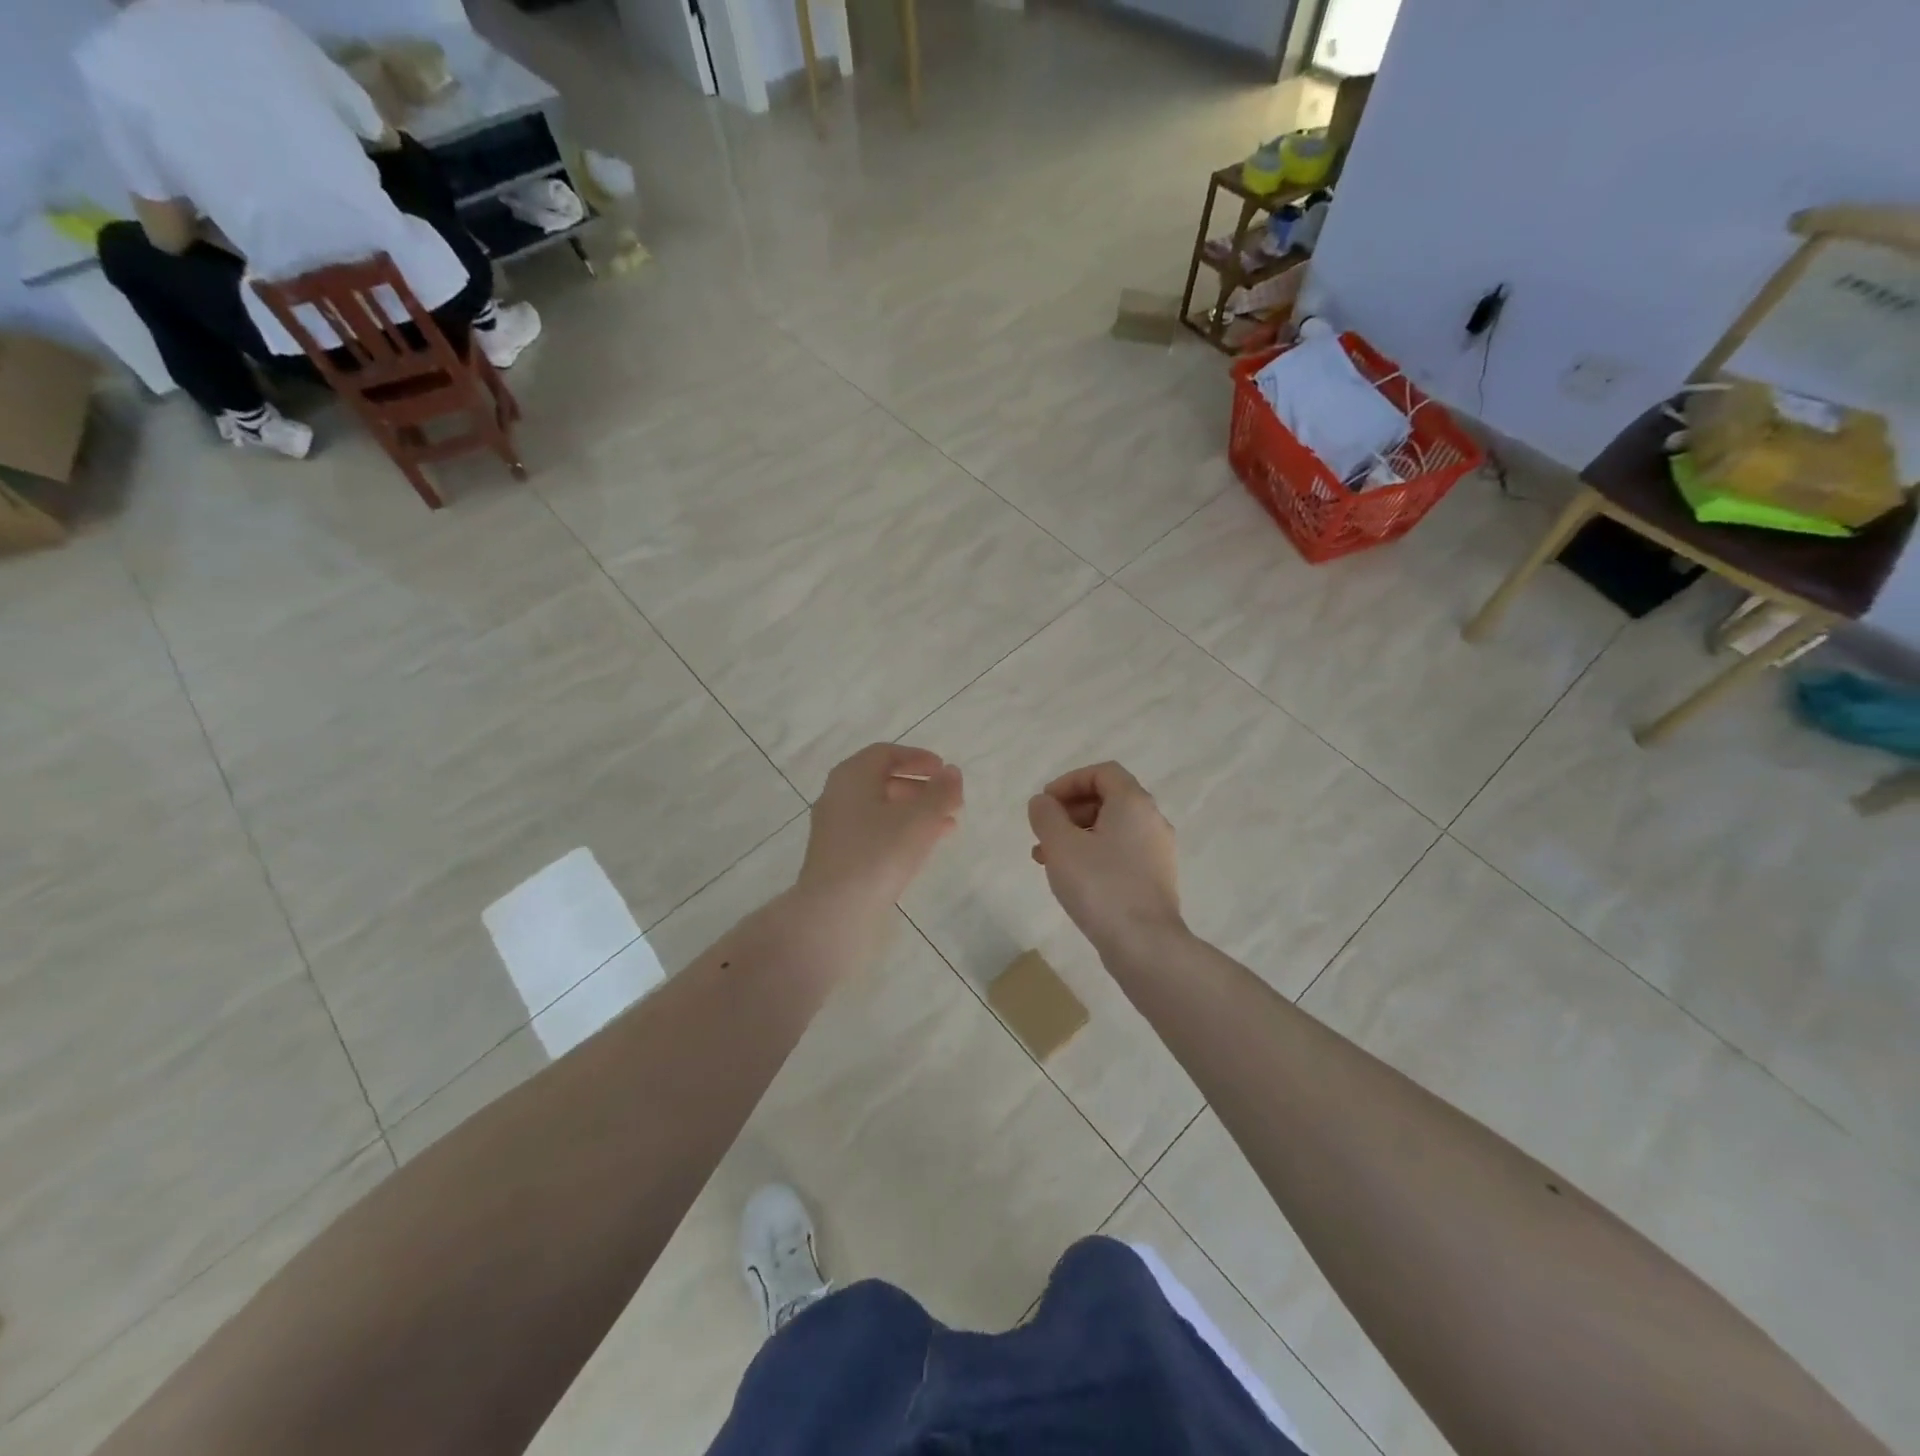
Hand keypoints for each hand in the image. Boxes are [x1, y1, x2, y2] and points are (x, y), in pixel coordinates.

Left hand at [797, 744, 963, 915]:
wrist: (835, 911)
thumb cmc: (878, 853)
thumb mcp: (920, 818)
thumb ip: (941, 792)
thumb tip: (951, 773)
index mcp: (851, 776)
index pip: (885, 753)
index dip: (917, 758)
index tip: (943, 770)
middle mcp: (838, 796)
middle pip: (882, 781)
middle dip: (919, 787)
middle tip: (948, 799)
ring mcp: (835, 829)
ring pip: (880, 810)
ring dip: (914, 812)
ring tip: (946, 824)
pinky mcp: (838, 857)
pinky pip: (874, 833)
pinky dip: (901, 832)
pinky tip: (925, 848)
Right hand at [1028, 762, 1182, 953]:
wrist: (1144, 944)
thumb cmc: (1100, 885)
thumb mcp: (1061, 845)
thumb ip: (1046, 815)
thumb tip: (1043, 802)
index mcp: (1133, 803)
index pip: (1103, 772)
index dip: (1069, 781)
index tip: (1045, 804)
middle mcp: (1152, 821)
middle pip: (1108, 799)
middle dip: (1070, 811)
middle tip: (1043, 831)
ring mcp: (1157, 852)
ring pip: (1112, 829)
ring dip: (1077, 835)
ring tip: (1047, 859)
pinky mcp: (1156, 879)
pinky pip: (1121, 853)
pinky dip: (1094, 855)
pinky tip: (1072, 879)